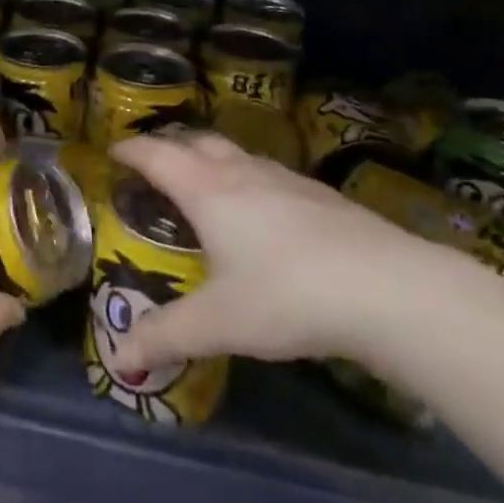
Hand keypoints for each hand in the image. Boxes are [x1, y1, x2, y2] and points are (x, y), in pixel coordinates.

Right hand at [106, 131, 453, 377]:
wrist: (388, 288)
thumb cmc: (286, 296)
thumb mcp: (218, 323)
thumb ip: (166, 337)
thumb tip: (120, 360)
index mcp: (208, 191)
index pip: (158, 156)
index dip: (132, 151)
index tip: (114, 152)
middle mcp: (244, 174)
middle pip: (199, 143)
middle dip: (172, 147)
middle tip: (155, 165)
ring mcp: (288, 180)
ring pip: (239, 156)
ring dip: (213, 160)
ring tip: (205, 184)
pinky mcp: (322, 196)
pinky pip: (270, 175)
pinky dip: (250, 180)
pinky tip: (264, 212)